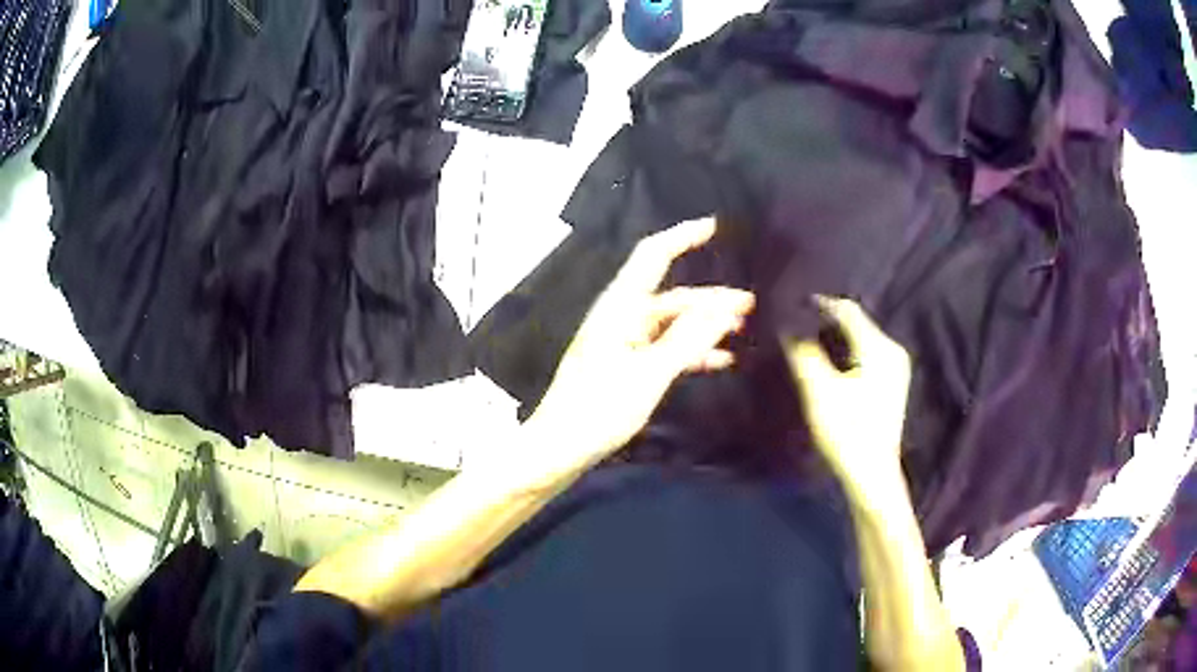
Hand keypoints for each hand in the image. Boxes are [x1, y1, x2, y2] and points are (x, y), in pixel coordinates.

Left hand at [527, 218, 754, 469]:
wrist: (558, 449)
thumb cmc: (598, 410)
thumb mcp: (649, 374)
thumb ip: (687, 340)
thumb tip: (724, 308)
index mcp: (620, 308)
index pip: (653, 255)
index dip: (684, 236)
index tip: (716, 226)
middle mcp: (621, 317)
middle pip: (672, 296)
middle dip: (711, 297)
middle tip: (751, 304)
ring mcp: (622, 342)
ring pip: (671, 324)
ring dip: (704, 325)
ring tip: (742, 329)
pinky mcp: (625, 366)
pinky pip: (663, 348)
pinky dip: (690, 351)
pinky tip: (720, 361)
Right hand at [783, 297, 910, 494]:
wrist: (872, 474)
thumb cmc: (847, 432)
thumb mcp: (820, 392)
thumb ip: (804, 353)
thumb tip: (788, 324)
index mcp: (879, 347)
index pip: (846, 309)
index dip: (818, 304)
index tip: (792, 306)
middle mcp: (892, 350)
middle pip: (855, 322)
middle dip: (825, 321)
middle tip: (795, 325)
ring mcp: (896, 367)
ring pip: (860, 338)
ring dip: (835, 337)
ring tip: (807, 342)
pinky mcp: (892, 382)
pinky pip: (866, 353)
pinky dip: (846, 352)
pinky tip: (829, 363)